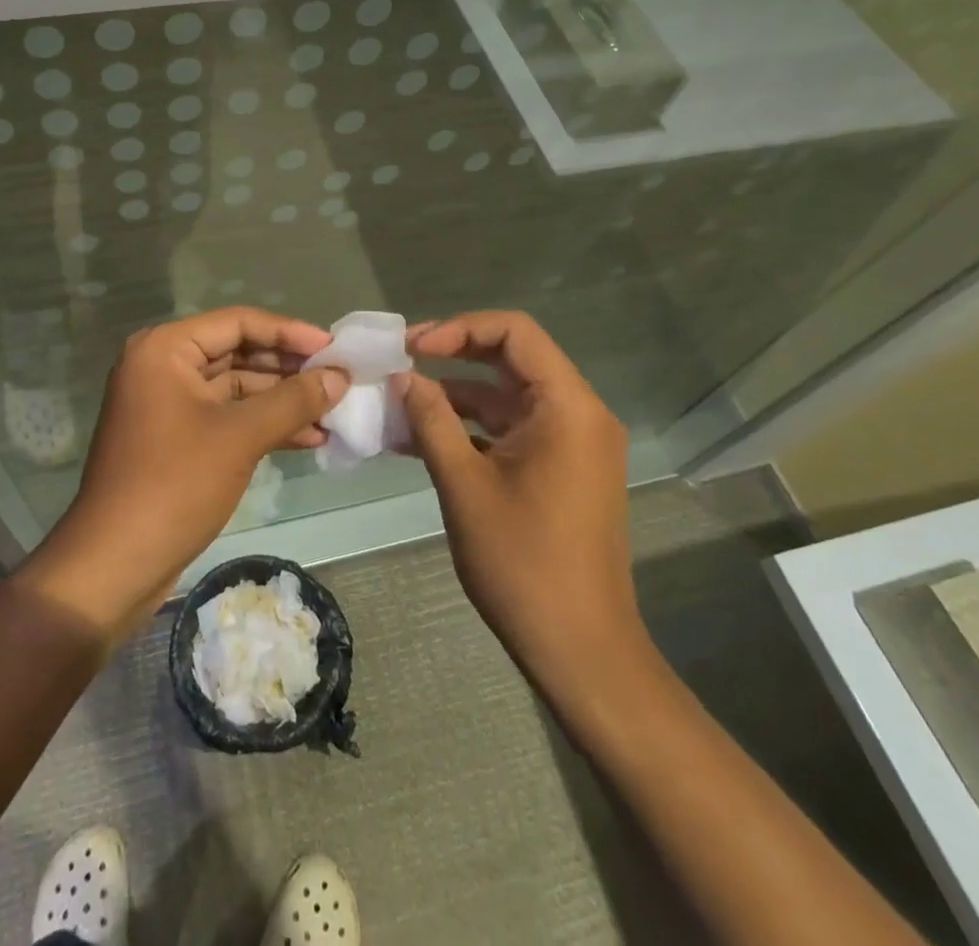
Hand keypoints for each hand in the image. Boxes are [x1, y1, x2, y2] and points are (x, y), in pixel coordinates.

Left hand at [19, 307, 346, 644]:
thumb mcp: (240, 436)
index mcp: (165, 349)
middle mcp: (163, 366)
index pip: (238, 322)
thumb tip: (340, 376)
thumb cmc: (175, 485)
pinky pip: (228, 417)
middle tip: (339, 379)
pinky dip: (264, 425)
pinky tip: (309, 438)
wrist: (115, 564)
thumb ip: (293, 400)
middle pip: (238, 352)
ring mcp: (169, 403)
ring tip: (334, 412)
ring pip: (236, 388)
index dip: (290, 332)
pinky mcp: (177, 438)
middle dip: (290, 368)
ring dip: (282, 400)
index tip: (335, 348)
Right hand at [398, 311, 650, 695]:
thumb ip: (432, 420)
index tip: (412, 348)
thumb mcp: (464, 484)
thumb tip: (403, 377)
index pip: (515, 332)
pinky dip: (472, 427)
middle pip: (512, 358)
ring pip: (508, 396)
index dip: (459, 329)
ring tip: (398, 403)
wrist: (580, 649)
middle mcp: (579, 414)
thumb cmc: (522, 562)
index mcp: (568, 407)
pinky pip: (512, 429)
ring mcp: (572, 443)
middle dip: (453, 355)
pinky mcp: (561, 469)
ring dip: (456, 396)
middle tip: (400, 362)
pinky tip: (421, 437)